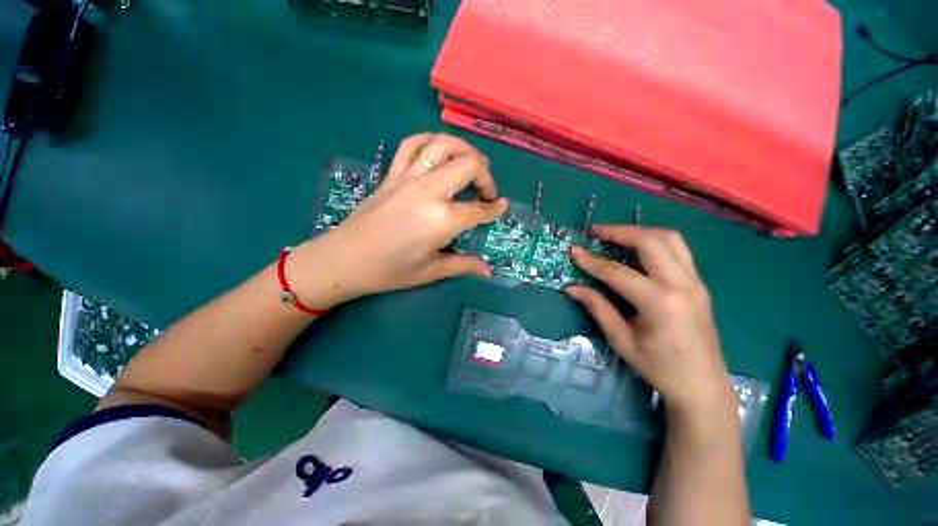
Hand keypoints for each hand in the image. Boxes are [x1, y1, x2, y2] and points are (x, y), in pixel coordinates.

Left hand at [289, 133, 507, 308]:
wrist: (344, 260)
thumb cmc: (390, 271)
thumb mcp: (432, 271)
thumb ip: (464, 266)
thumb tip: (489, 271)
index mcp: (443, 220)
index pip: (479, 209)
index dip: (495, 208)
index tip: (502, 207)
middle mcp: (429, 191)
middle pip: (469, 164)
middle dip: (486, 175)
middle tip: (486, 191)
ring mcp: (409, 177)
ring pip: (443, 145)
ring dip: (464, 149)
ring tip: (470, 164)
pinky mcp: (392, 174)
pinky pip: (412, 144)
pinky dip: (429, 140)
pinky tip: (437, 150)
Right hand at [567, 226, 735, 418]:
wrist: (703, 385)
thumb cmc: (659, 367)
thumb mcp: (621, 340)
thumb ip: (597, 307)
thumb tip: (571, 288)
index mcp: (661, 303)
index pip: (618, 272)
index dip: (592, 261)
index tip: (574, 251)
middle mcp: (682, 285)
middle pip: (651, 241)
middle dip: (619, 231)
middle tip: (595, 232)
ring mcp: (695, 281)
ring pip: (670, 238)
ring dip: (639, 231)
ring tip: (615, 235)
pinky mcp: (699, 283)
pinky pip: (678, 249)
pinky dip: (654, 241)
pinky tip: (637, 249)